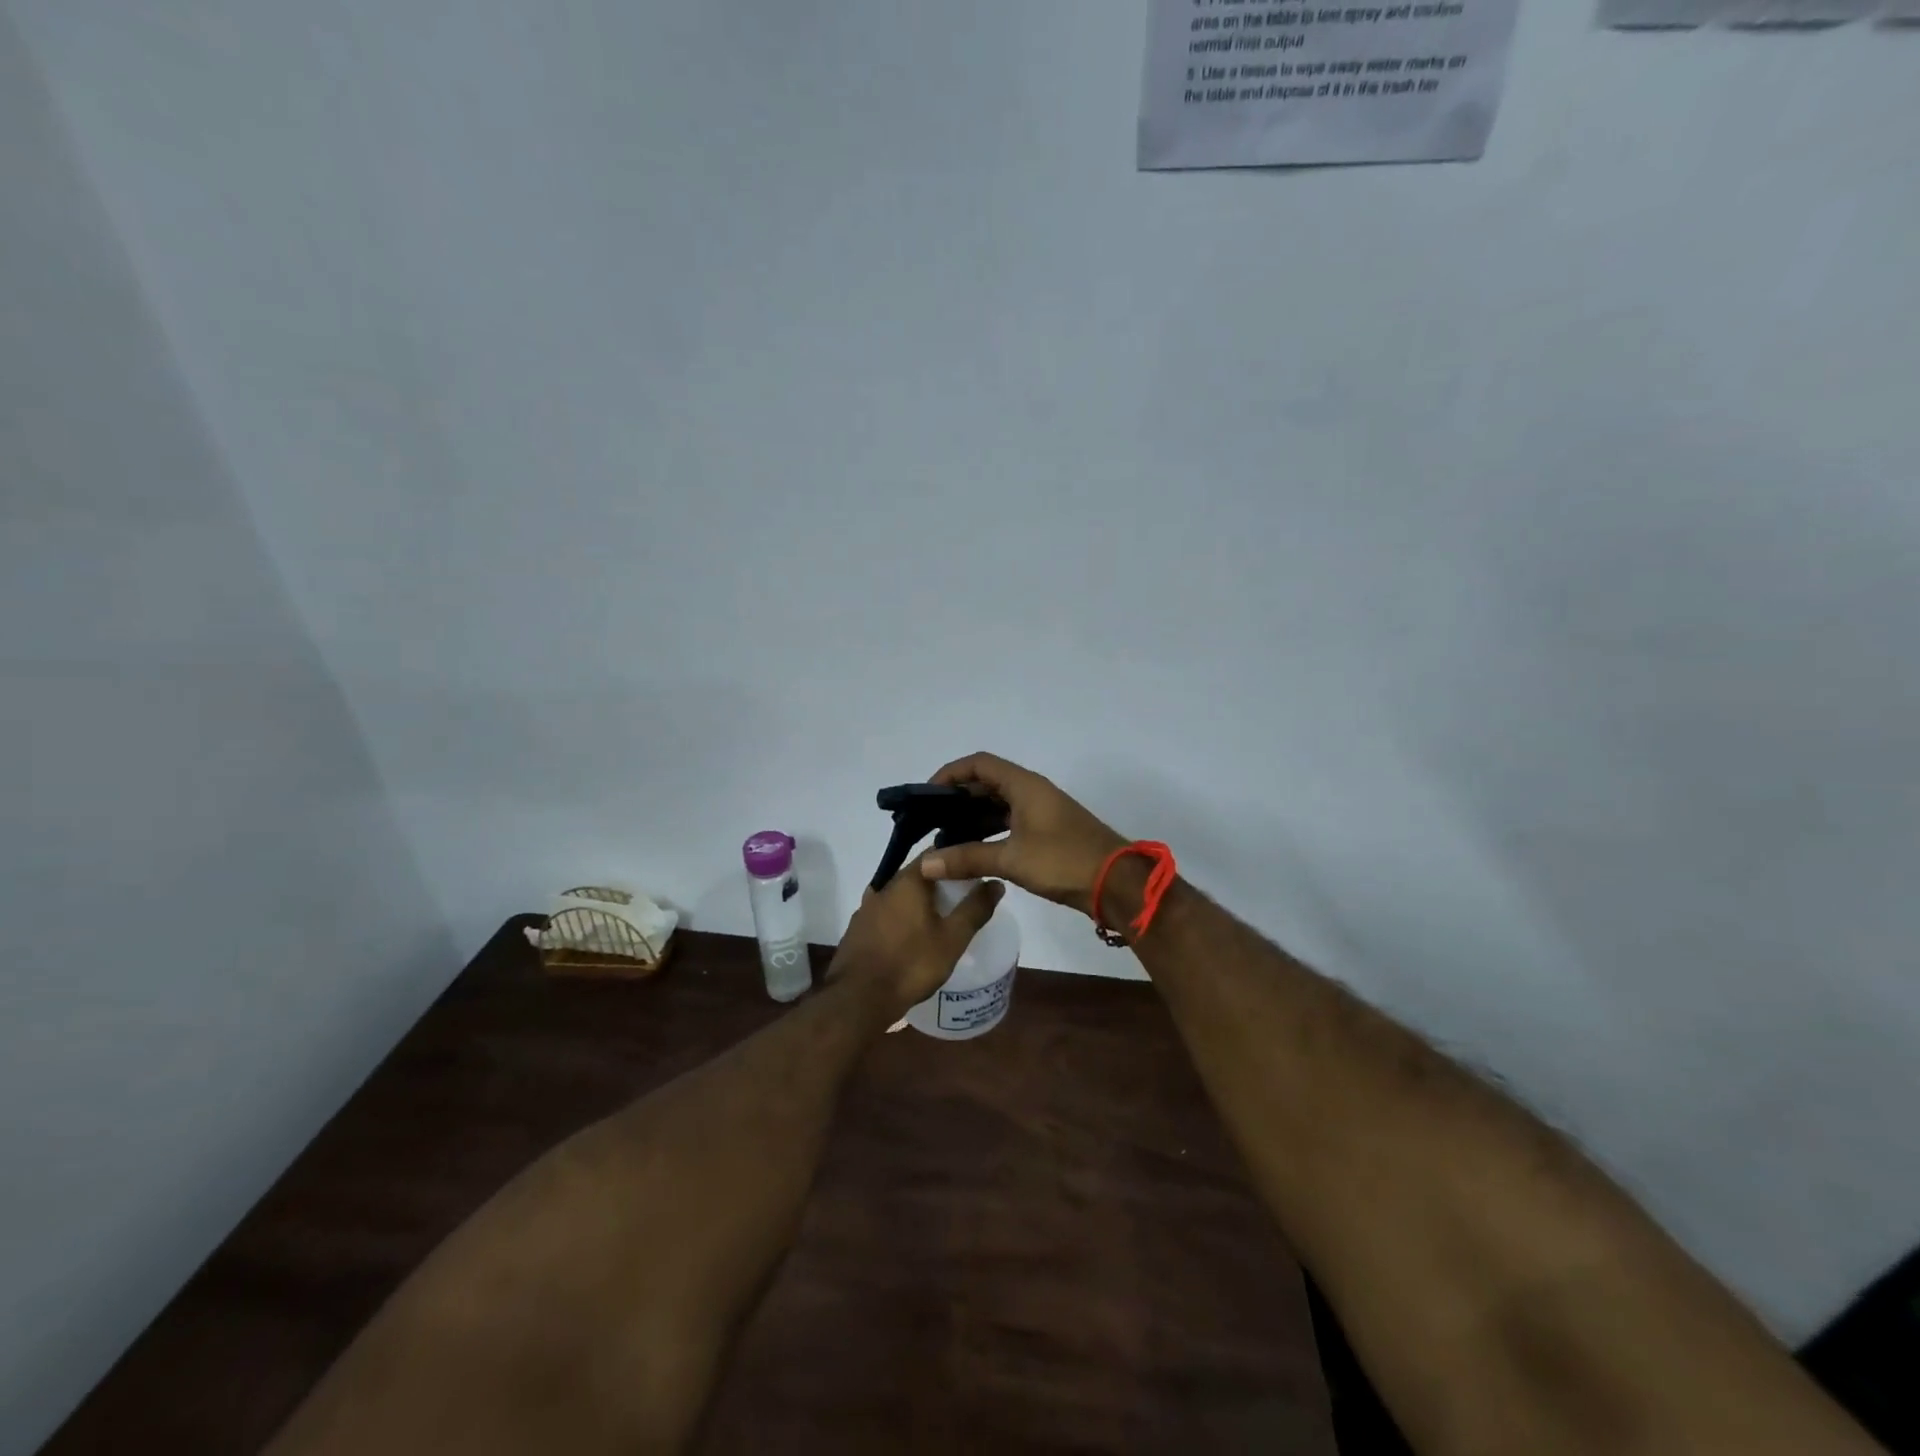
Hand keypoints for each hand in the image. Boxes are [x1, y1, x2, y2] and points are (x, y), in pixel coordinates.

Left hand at [827, 858, 1004, 1019]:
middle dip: (939, 881)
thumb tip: (995, 882)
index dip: (956, 857)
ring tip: (939, 916)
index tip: (973, 869)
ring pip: (899, 895)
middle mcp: (883, 887)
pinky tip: (912, 935)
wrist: (858, 999)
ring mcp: (866, 908)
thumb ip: (975, 909)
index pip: (935, 853)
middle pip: (916, 874)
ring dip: (918, 901)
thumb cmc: (911, 964)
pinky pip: (886, 913)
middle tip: (962, 896)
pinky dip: (902, 917)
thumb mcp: (952, 939)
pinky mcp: (857, 929)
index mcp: (907, 881)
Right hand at [918, 753, 1127, 918]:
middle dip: (958, 799)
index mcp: (1024, 785)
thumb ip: (967, 858)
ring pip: (998, 804)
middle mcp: (1032, 791)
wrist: (1116, 884)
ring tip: (946, 839)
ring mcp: (1042, 812)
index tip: (928, 795)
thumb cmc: (1063, 861)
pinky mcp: (1047, 832)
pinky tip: (973, 851)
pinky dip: (989, 831)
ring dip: (973, 817)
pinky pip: (1010, 822)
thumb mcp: (1011, 859)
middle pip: (987, 783)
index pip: (979, 764)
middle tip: (932, 820)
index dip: (951, 773)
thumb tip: (925, 863)